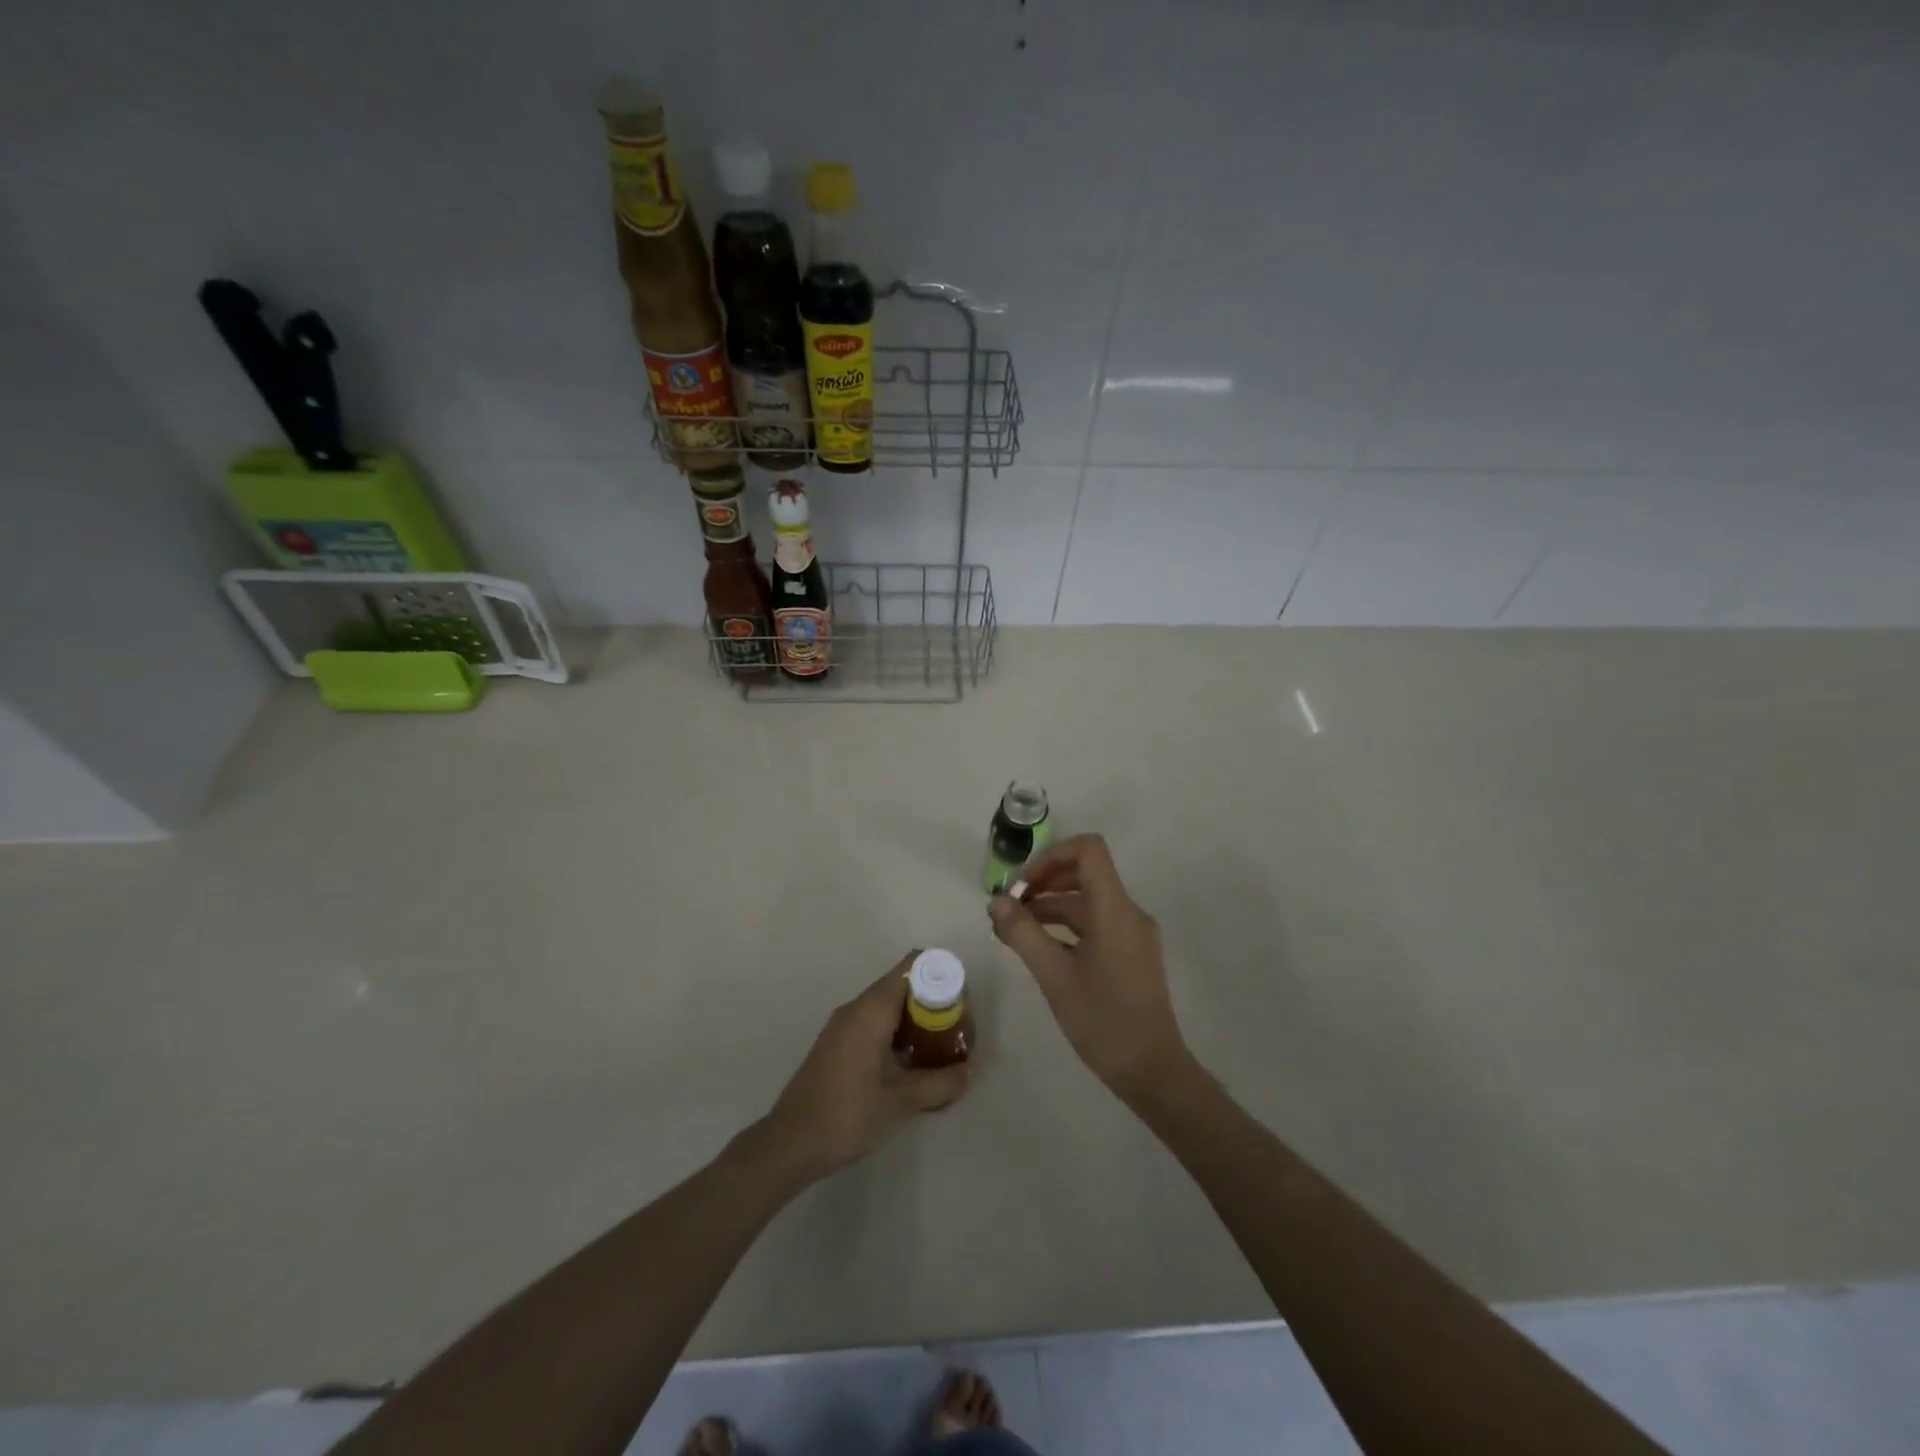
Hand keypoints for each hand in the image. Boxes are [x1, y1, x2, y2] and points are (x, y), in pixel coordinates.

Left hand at [751, 954, 971, 1182]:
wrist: (790, 1144)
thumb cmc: (849, 1115)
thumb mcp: (902, 1101)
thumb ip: (941, 1082)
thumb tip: (970, 1069)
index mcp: (871, 1009)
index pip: (912, 966)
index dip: (941, 974)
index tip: (961, 1001)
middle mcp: (856, 1008)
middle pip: (902, 984)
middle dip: (933, 1001)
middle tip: (957, 1031)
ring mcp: (842, 1026)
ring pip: (888, 1005)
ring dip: (915, 1019)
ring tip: (940, 1048)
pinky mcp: (836, 1044)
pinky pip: (874, 1022)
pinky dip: (897, 1032)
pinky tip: (910, 1063)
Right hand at [989, 834, 1191, 1100]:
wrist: (1152, 1071)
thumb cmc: (1103, 1020)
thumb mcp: (1054, 976)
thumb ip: (1023, 933)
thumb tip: (996, 901)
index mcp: (1115, 909)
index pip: (1088, 850)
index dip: (1051, 856)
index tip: (1022, 885)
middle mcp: (1128, 912)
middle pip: (1084, 873)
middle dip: (1043, 882)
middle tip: (1008, 907)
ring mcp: (1132, 934)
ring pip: (1087, 902)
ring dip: (1050, 907)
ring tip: (1012, 930)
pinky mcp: (1130, 954)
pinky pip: (1095, 924)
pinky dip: (1065, 927)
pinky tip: (1039, 948)